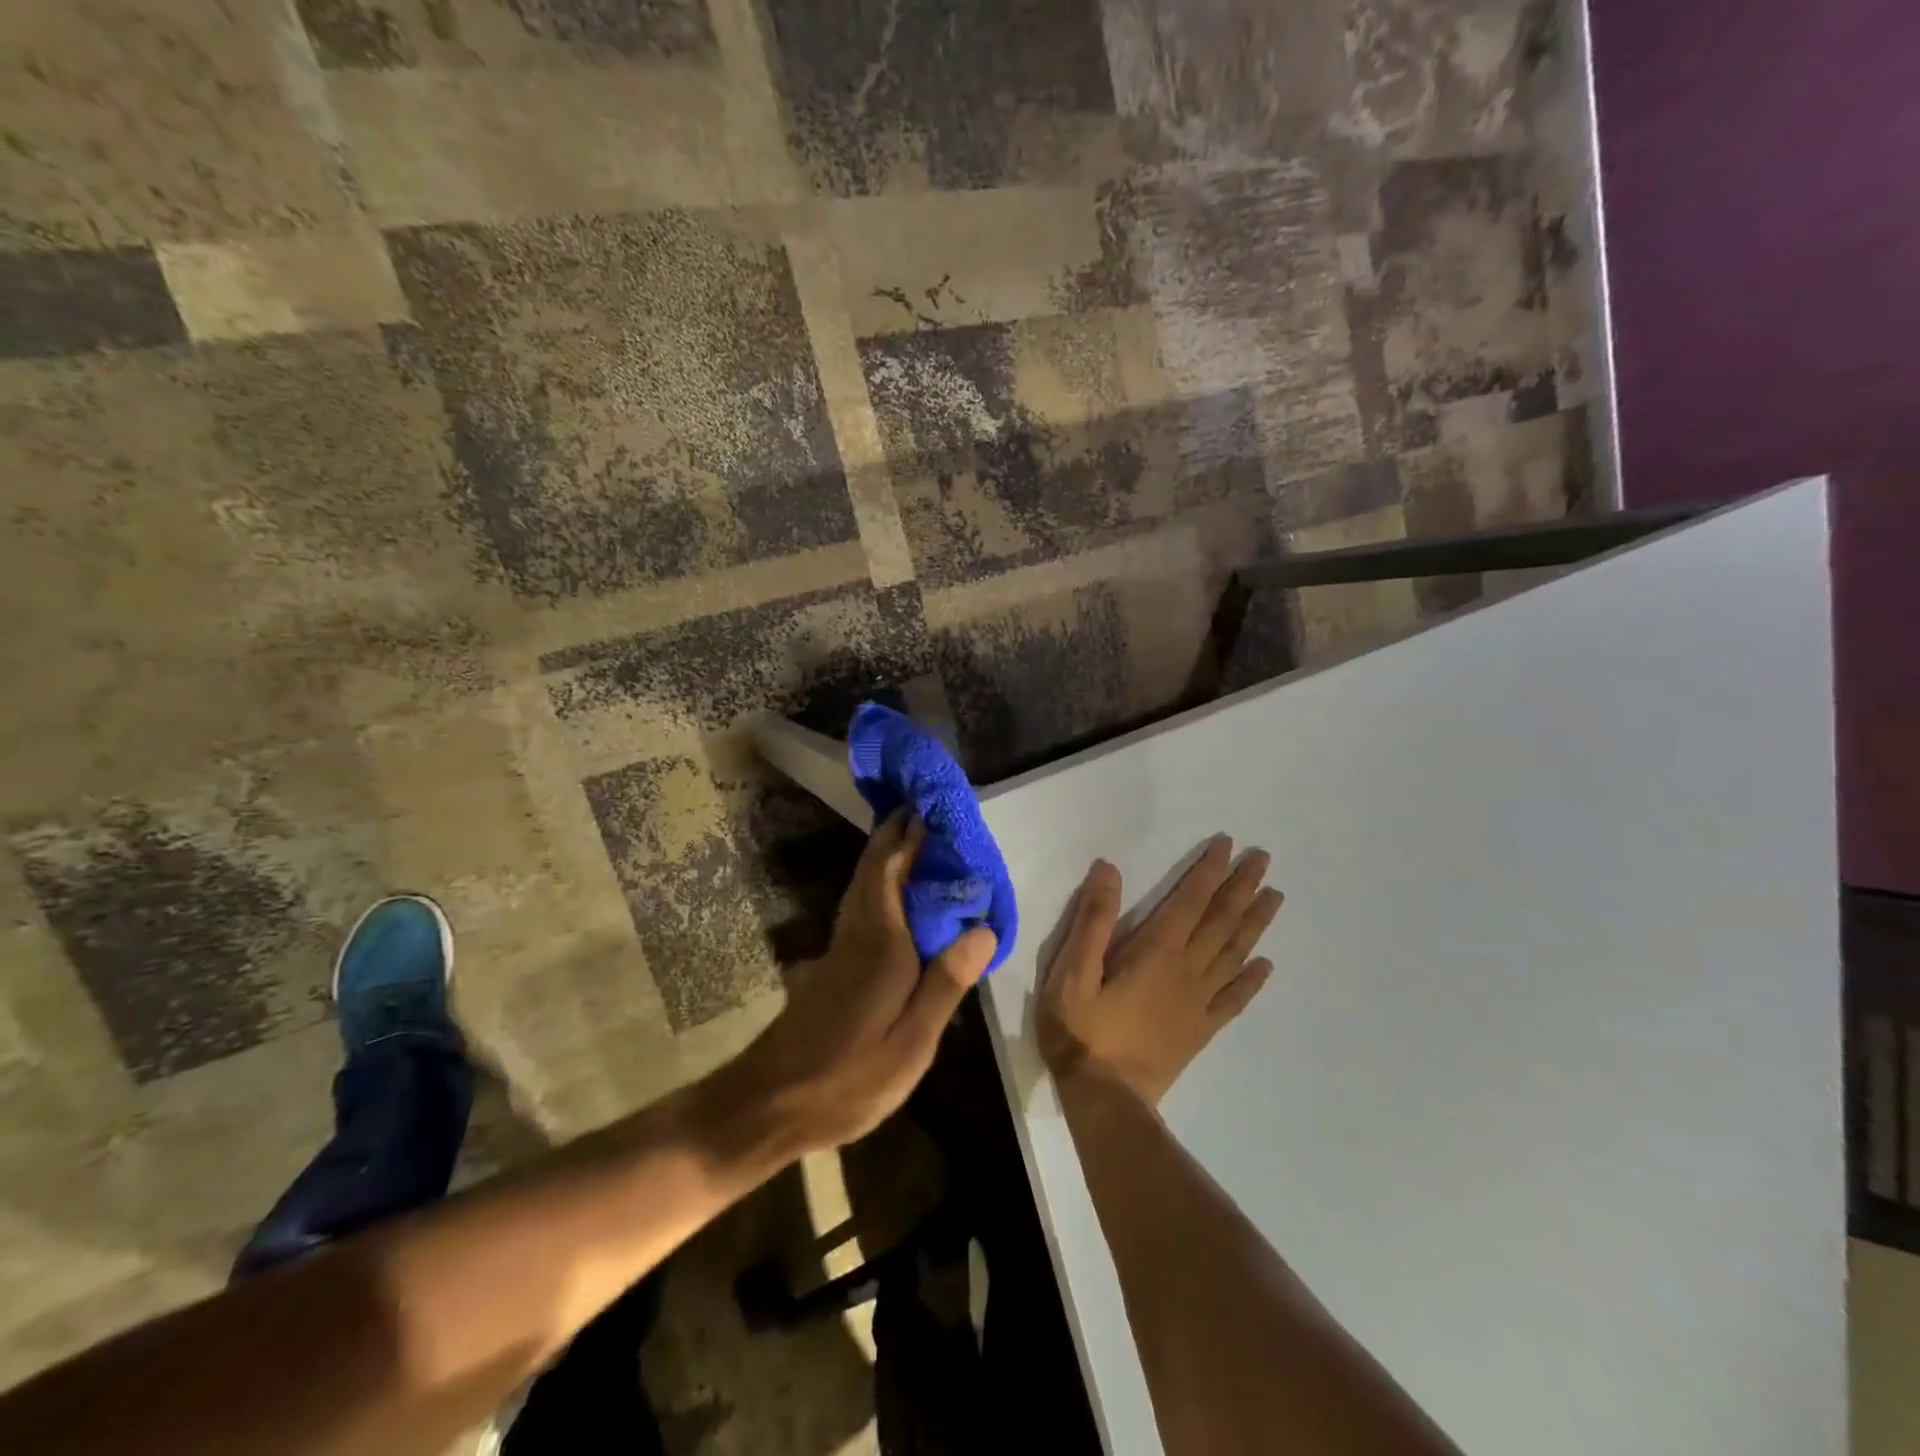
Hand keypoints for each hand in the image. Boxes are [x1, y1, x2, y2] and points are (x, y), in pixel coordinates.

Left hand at [728, 809, 996, 1153]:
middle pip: (874, 868)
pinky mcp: (833, 965)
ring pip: (864, 884)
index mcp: (881, 942)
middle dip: (897, 833)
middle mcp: (858, 932)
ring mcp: (841, 948)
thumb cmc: (848, 1077)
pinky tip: (896, 896)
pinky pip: (863, 904)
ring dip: (887, 854)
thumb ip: (946, 982)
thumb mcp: (912, 1043)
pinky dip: (880, 882)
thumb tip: (984, 928)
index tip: (934, 805)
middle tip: (928, 809)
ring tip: (917, 840)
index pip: (893, 869)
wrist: (770, 1103)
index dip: (912, 834)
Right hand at [1037, 836, 1281, 1105]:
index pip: (1189, 901)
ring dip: (1255, 923)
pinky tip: (1265, 966)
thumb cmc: (1082, 1030)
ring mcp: (1198, 1002)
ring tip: (1274, 897)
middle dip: (1242, 887)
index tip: (1228, 845)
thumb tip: (1109, 870)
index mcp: (1156, 952)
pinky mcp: (1200, 1030)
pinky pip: (1234, 999)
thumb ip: (1093, 920)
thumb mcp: (1072, 970)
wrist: (1106, 1098)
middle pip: (1221, 921)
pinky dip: (1252, 980)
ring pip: (1235, 954)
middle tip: (1264, 859)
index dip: (1208, 871)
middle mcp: (1186, 970)